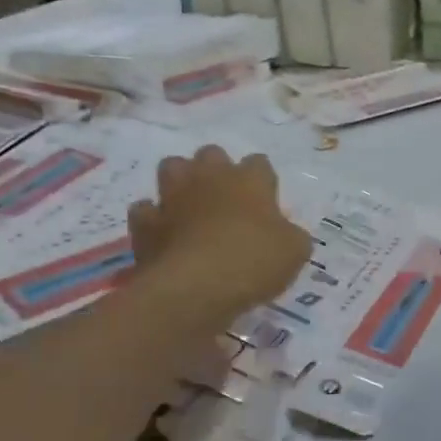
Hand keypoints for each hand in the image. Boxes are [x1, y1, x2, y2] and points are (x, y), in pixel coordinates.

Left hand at [128, 146, 310, 314]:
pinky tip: (163, 234)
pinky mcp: (146, 222)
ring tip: (191, 205)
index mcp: (249, 180)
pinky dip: (153, 219)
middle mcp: (209, 178)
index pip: (260, 163)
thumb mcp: (295, 252)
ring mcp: (173, 197)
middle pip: (212, 154)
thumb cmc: (254, 261)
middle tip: (226, 200)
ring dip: (181, 181)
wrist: (195, 286)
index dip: (263, 181)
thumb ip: (291, 236)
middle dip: (217, 170)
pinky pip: (144, 210)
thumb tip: (285, 235)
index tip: (266, 203)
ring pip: (172, 167)